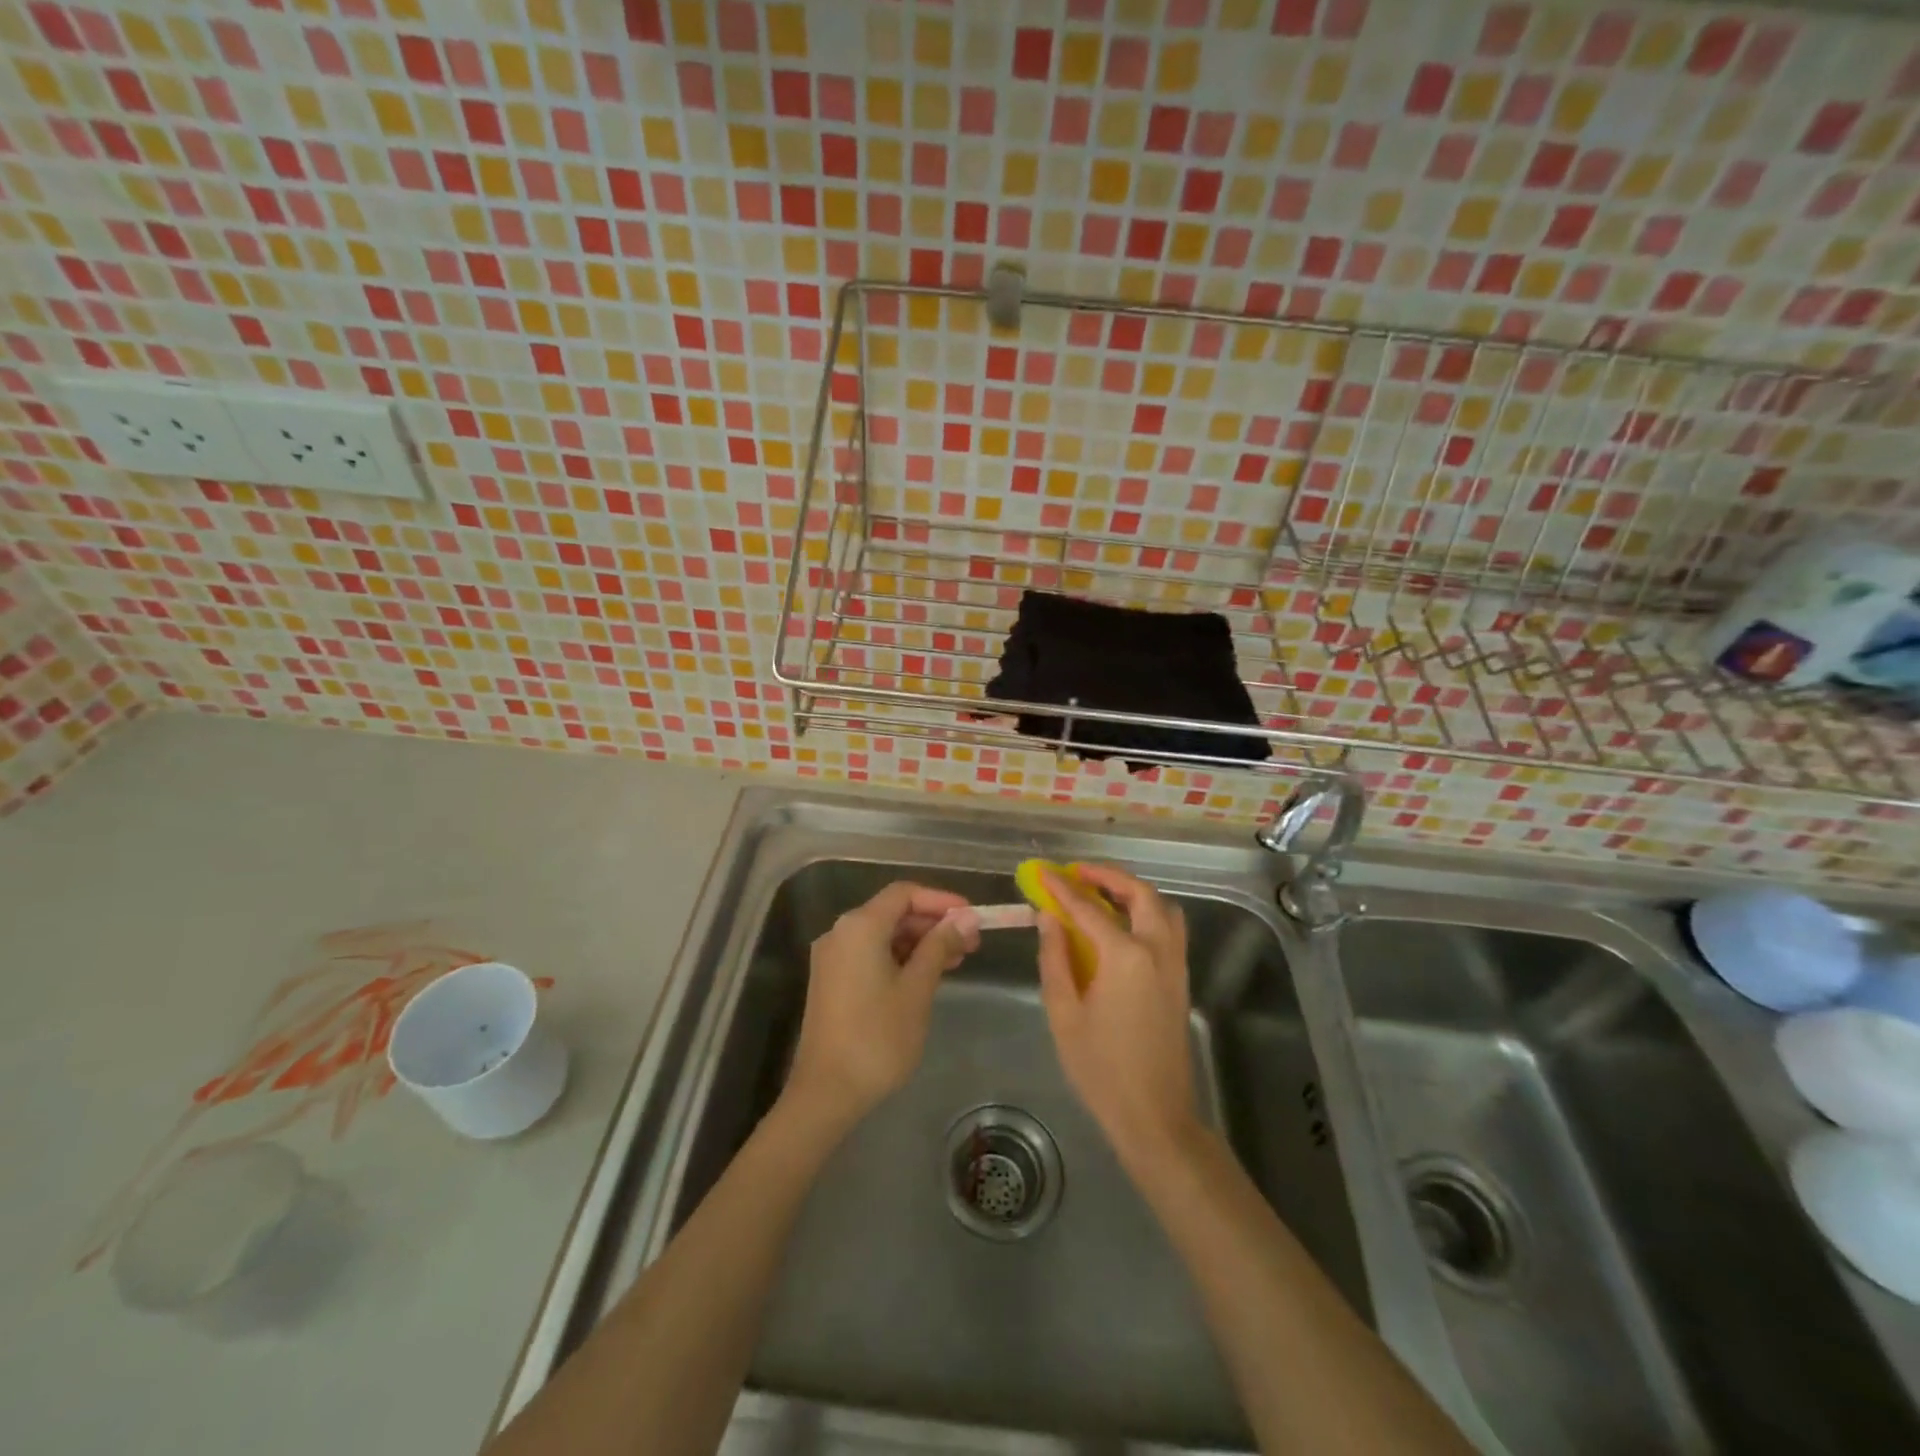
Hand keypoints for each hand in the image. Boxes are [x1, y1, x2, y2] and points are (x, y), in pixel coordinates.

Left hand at [784, 881, 978, 1131]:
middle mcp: (841, 933)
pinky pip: (870, 955)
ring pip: (883, 935)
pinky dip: (900, 958)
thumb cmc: (877, 1037)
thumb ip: (940, 947)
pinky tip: (926, 976)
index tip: (971, 916)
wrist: (826, 1092)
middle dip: (933, 923)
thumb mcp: (917, 989)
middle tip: (971, 942)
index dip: (940, 900)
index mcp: (860, 926)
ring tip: (956, 960)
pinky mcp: (832, 981)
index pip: (904, 894)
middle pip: (893, 913)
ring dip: (919, 942)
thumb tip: (966, 918)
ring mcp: (833, 958)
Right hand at [1036, 863, 1201, 1171]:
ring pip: (1162, 907)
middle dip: (1108, 876)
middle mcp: (1157, 949)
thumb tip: (1049, 918)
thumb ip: (1055, 958)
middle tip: (1078, 874)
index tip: (1044, 873)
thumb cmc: (1100, 1068)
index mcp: (1125, 956)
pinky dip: (1147, 912)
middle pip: (1139, 894)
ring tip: (1102, 893)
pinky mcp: (1181, 979)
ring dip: (1133, 892)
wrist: (1154, 1115)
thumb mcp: (1064, 1012)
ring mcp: (1175, 963)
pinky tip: (1122, 925)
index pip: (1088, 908)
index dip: (1063, 889)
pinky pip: (1169, 928)